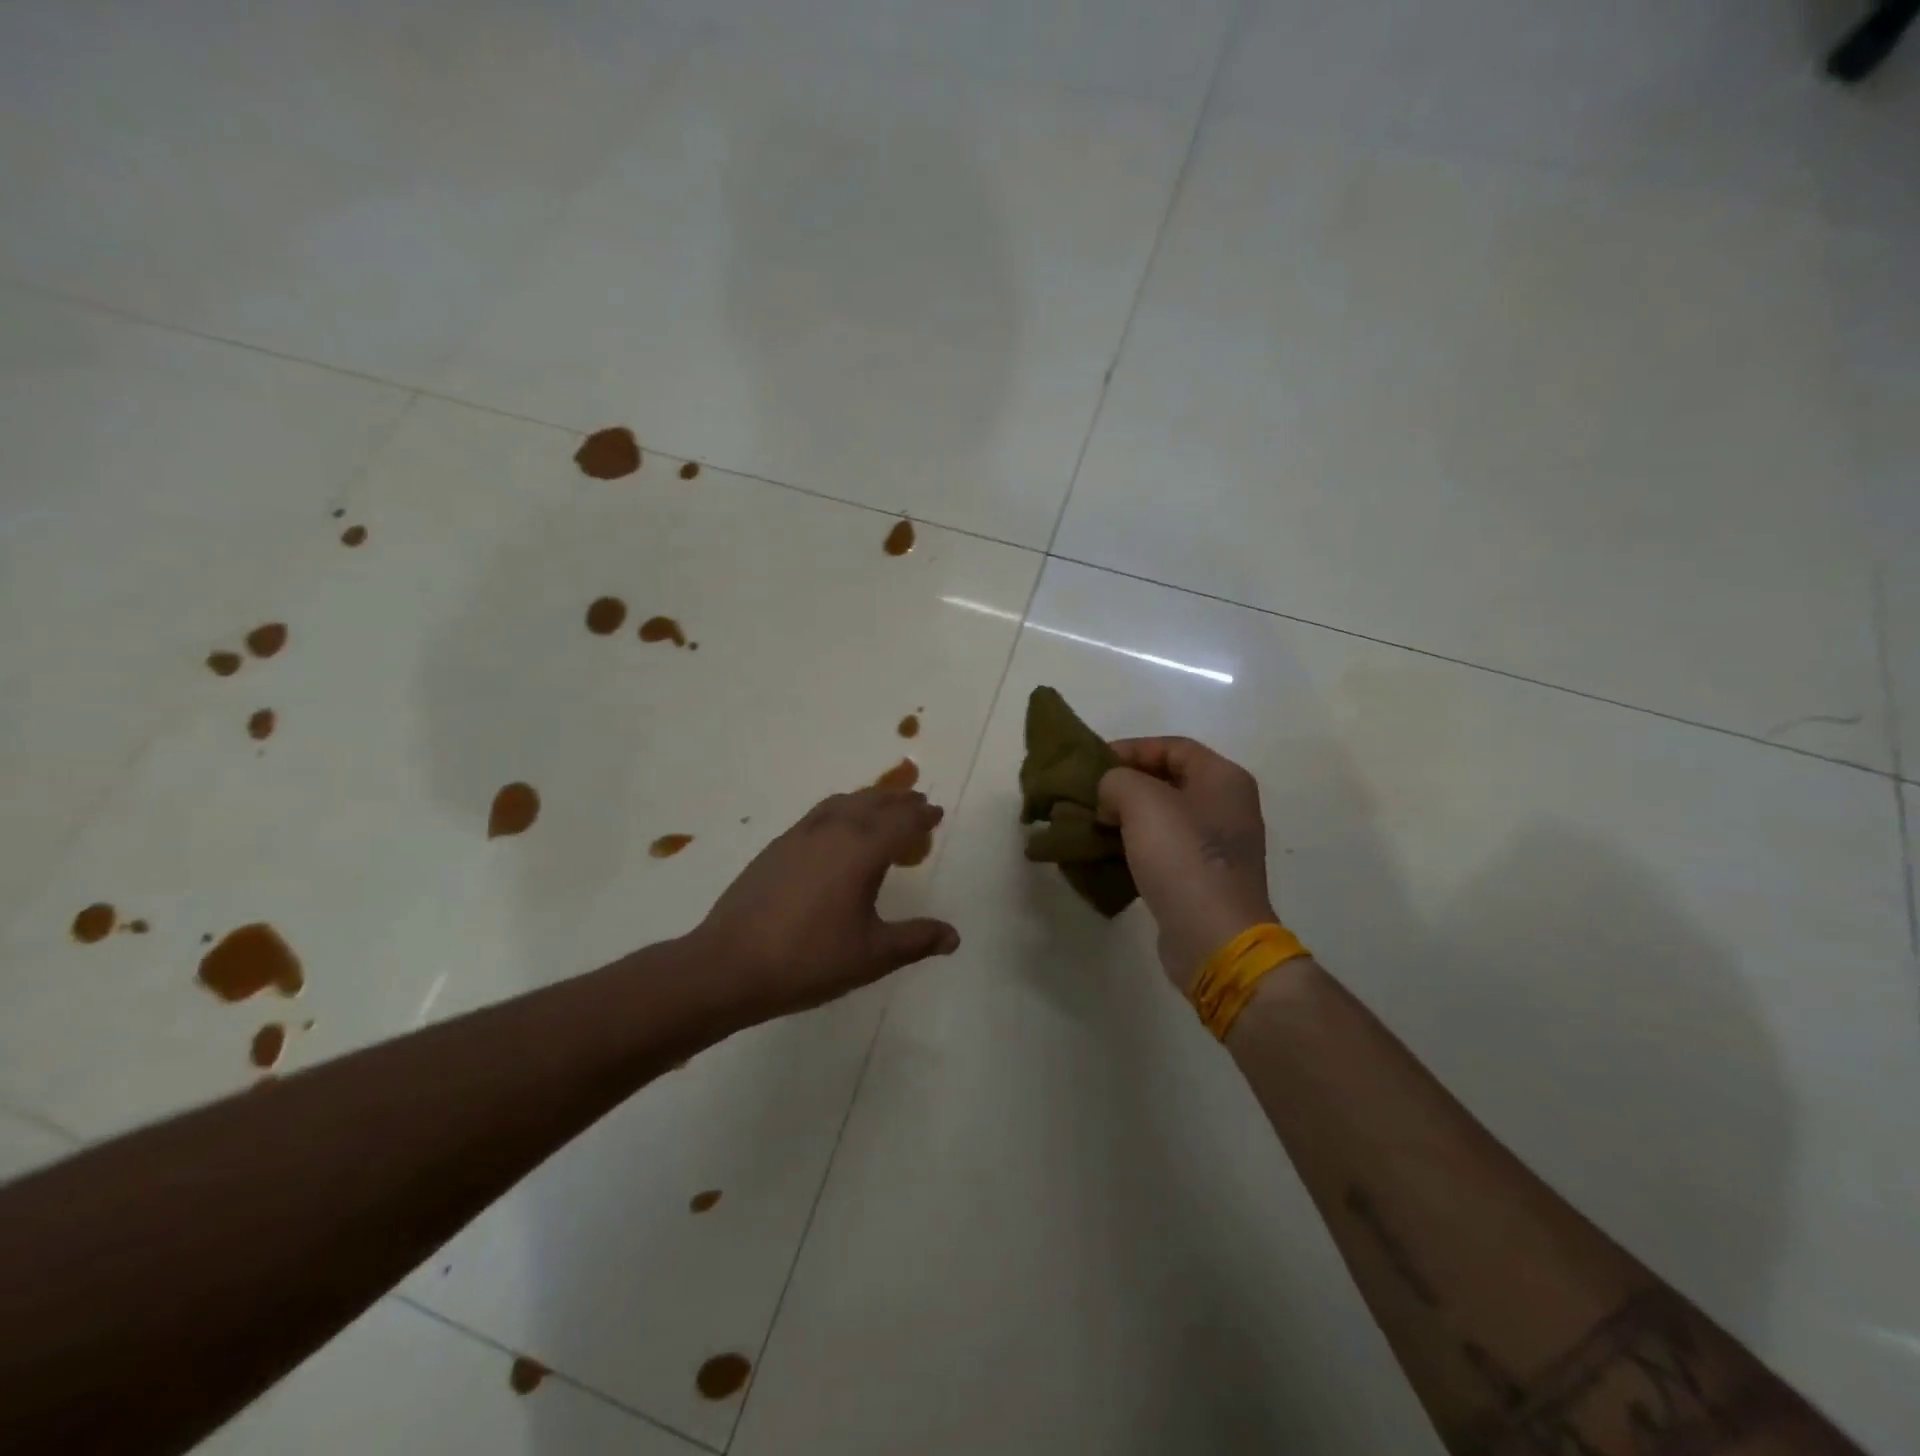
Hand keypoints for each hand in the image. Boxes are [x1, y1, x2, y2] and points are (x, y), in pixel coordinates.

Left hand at [690, 787, 959, 1025]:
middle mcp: (833, 831)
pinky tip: (838, 831)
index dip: (922, 816)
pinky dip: (841, 810)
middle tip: (917, 805)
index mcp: (862, 850)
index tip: (937, 812)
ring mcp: (800, 835)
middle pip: (873, 802)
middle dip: (899, 801)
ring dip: (869, 800)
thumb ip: (916, 940)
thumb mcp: (872, 956)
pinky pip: (820, 813)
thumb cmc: (809, 960)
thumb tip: (954, 936)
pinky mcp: (777, 846)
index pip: (901, 821)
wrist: (730, 965)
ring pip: (843, 803)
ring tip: (882, 810)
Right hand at [1097, 738, 1276, 991]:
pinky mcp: (1204, 879)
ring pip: (1164, 817)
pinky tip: (1109, 854)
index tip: (1093, 764)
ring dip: (1127, 818)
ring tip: (1092, 824)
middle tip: (1089, 794)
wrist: (1213, 936)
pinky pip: (1165, 850)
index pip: (1172, 746)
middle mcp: (1227, 806)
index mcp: (1223, 778)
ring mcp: (1219, 846)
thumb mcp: (1141, 801)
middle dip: (1126, 785)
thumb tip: (1110, 797)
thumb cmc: (1182, 857)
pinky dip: (1136, 846)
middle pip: (1168, 780)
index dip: (1131, 749)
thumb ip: (1117, 780)